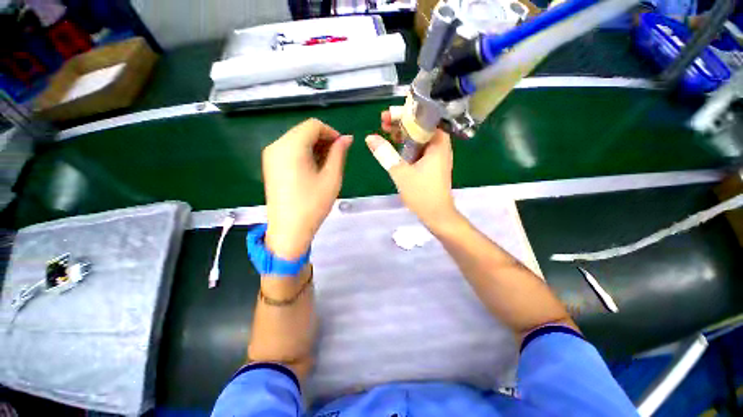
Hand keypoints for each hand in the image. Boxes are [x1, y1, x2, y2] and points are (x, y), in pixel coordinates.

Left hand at [263, 118, 351, 259]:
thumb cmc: (313, 204)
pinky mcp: (270, 165)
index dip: (331, 133)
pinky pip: (290, 150)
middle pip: (304, 131)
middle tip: (336, 158)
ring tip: (327, 165)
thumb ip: (339, 154)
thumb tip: (347, 138)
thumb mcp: (331, 178)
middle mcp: (277, 145)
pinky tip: (313, 169)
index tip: (342, 148)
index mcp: (291, 146)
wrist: (289, 229)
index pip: (314, 125)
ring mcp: (271, 155)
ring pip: (297, 140)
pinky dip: (304, 154)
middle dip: (323, 140)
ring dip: (315, 147)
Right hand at [366, 111, 457, 229]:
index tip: (387, 115)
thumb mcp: (401, 173)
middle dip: (401, 122)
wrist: (437, 215)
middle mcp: (440, 146)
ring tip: (385, 131)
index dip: (405, 114)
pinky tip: (395, 146)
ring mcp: (436, 156)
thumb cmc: (422, 194)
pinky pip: (419, 149)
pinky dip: (407, 145)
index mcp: (438, 143)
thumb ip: (386, 154)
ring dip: (403, 134)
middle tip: (383, 122)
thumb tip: (369, 137)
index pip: (423, 118)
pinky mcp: (431, 164)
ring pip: (419, 138)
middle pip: (420, 126)